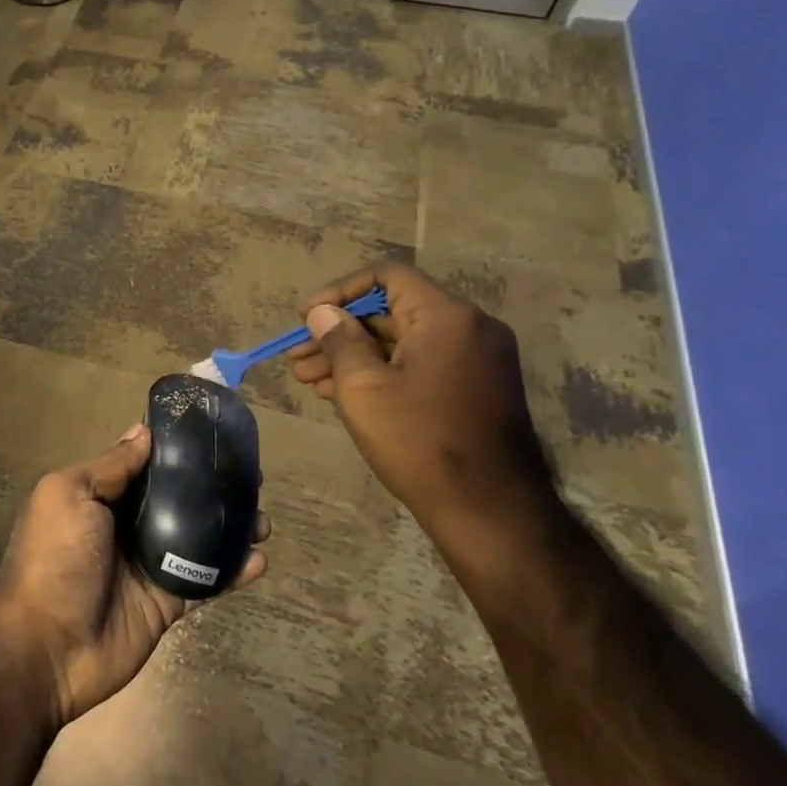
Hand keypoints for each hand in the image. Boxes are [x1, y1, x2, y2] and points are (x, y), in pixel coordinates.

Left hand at [0, 426, 269, 727]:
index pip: (144, 464)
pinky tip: (259, 558)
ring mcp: (148, 564)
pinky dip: (233, 569)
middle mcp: (125, 524)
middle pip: (177, 498)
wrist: (46, 646)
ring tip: (263, 517)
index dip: (176, 450)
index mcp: (99, 495)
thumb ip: (110, 466)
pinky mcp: (168, 600)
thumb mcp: (69, 495)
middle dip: (212, 486)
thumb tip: (143, 432)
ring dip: (230, 525)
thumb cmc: (54, 557)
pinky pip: (205, 579)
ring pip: (198, 536)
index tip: (213, 434)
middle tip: (251, 476)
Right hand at [288, 261, 561, 583]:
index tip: (306, 317)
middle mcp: (469, 328)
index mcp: (446, 316)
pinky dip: (382, 372)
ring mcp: (477, 359)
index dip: (339, 291)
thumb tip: (323, 312)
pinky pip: (420, 364)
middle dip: (338, 332)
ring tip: (307, 380)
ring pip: (402, 342)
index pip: (386, 276)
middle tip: (297, 357)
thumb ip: (339, 340)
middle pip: (391, 312)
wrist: (489, 509)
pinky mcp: (476, 388)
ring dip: (353, 356)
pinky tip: (341, 393)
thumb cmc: (418, 440)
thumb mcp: (362, 387)